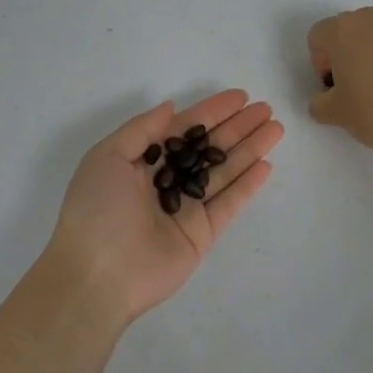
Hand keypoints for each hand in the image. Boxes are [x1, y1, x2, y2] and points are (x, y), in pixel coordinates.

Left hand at [46, 91, 283, 324]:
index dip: (211, 112)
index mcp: (142, 161)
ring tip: (276, 129)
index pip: (184, 129)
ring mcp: (186, 208)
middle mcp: (166, 181)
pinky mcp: (201, 234)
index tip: (240, 97)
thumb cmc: (96, 209)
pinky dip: (247, 186)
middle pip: (209, 148)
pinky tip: (266, 165)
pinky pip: (228, 204)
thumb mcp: (107, 157)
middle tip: (266, 110)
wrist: (96, 275)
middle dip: (237, 128)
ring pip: (224, 172)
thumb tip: (171, 107)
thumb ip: (142, 130)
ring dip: (250, 150)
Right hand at [308, 3, 372, 156]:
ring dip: (370, 54)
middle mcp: (372, 16)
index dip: (320, 64)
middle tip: (354, 88)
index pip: (318, 37)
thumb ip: (319, 103)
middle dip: (345, 55)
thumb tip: (325, 99)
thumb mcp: (335, 114)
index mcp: (343, 28)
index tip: (334, 88)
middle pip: (347, 31)